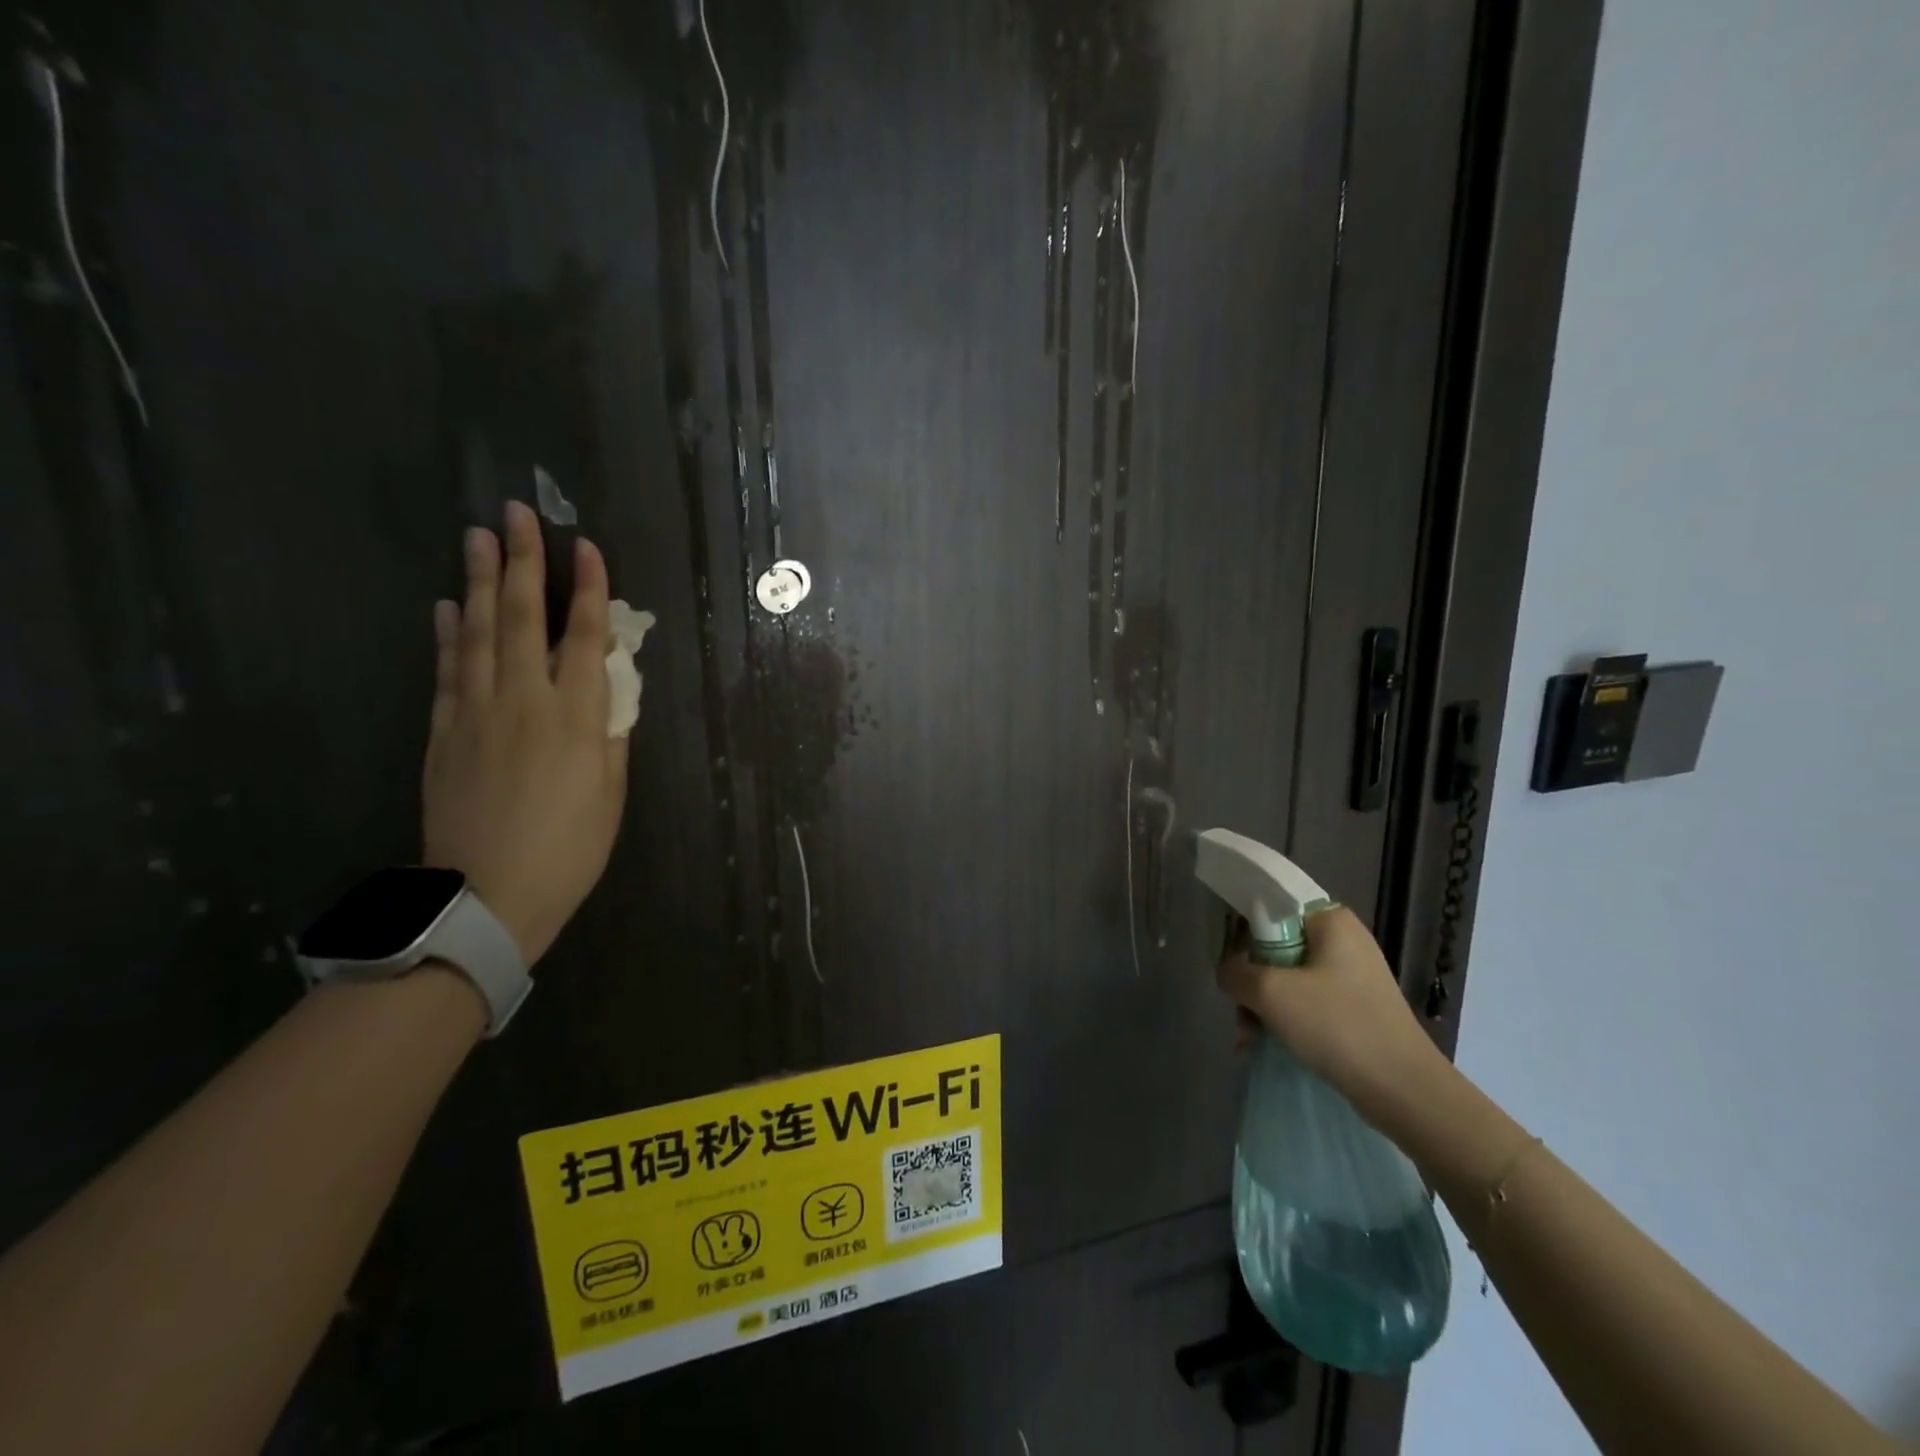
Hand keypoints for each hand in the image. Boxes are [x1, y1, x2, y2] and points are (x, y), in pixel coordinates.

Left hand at [422, 501, 627, 964]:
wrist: (490, 895)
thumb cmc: (570, 847)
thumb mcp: (611, 793)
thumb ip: (611, 735)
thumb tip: (610, 692)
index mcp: (577, 717)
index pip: (585, 637)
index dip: (587, 590)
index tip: (584, 547)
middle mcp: (525, 700)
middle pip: (523, 618)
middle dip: (523, 562)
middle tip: (517, 512)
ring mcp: (476, 712)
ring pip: (477, 633)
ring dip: (478, 581)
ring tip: (478, 537)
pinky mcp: (443, 732)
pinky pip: (446, 671)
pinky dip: (446, 634)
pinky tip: (445, 605)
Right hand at [1217, 906, 1443, 1114]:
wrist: (1405, 1091)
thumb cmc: (1337, 1026)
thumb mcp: (1271, 993)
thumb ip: (1235, 972)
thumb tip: (1227, 972)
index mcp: (1331, 920)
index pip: (1272, 906)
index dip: (1242, 929)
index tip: (1229, 959)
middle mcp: (1344, 940)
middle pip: (1276, 946)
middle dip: (1251, 979)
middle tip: (1239, 1008)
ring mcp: (1352, 975)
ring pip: (1288, 977)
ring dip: (1263, 1004)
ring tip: (1248, 1037)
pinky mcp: (1356, 1007)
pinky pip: (1307, 1001)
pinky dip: (1284, 1018)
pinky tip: (1264, 1044)